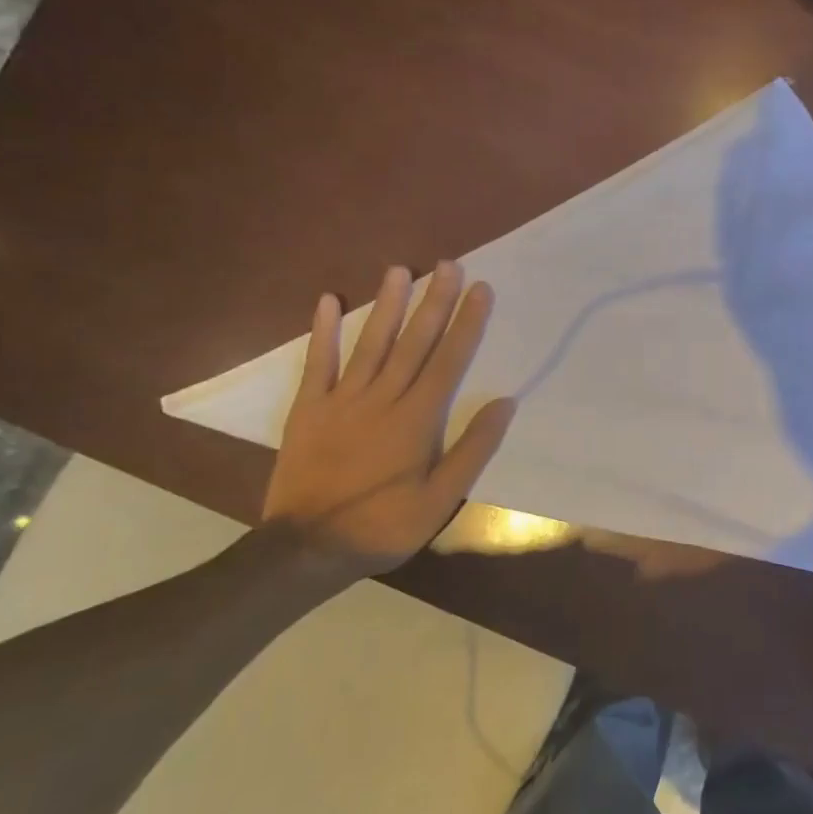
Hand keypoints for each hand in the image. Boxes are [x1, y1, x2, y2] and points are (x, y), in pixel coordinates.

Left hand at [263, 262, 516, 570]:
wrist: (308, 549)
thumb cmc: (385, 525)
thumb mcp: (442, 498)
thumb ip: (473, 448)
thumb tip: (504, 403)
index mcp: (418, 419)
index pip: (449, 360)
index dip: (467, 323)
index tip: (480, 289)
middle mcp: (383, 399)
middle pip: (414, 342)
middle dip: (434, 301)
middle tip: (449, 264)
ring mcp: (342, 400)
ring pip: (371, 343)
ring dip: (387, 305)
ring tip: (400, 269)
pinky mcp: (308, 409)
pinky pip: (317, 363)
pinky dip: (324, 332)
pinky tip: (330, 301)